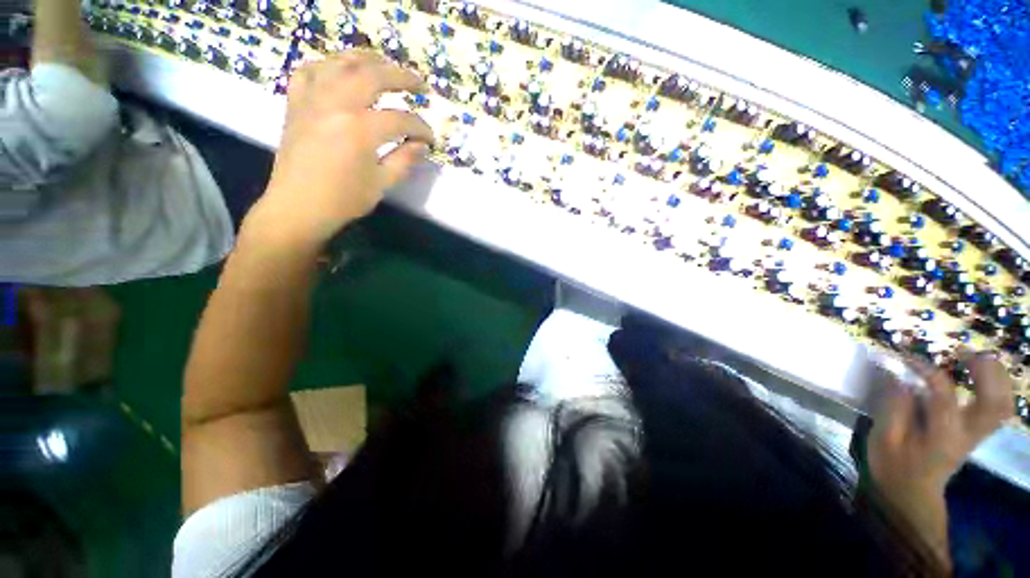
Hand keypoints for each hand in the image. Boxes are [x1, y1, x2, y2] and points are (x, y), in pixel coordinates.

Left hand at [252, 50, 433, 245]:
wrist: (297, 207)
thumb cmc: (344, 200)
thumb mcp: (382, 183)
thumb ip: (405, 159)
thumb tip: (421, 144)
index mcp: (360, 129)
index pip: (401, 120)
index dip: (421, 128)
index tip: (431, 139)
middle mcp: (336, 104)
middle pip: (373, 75)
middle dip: (402, 77)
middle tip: (420, 84)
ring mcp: (312, 99)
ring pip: (340, 63)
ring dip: (367, 59)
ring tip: (385, 64)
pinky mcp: (296, 103)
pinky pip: (309, 71)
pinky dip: (327, 65)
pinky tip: (340, 70)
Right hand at [867, 351, 1013, 565]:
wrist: (911, 493)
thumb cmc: (893, 466)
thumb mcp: (883, 439)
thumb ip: (894, 408)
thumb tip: (901, 378)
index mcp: (942, 437)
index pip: (943, 395)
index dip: (926, 370)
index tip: (906, 357)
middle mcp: (967, 434)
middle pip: (994, 402)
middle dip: (985, 372)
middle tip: (963, 352)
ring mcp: (976, 434)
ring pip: (1003, 404)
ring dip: (996, 378)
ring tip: (976, 359)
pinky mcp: (976, 432)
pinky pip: (998, 408)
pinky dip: (997, 389)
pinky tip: (980, 377)